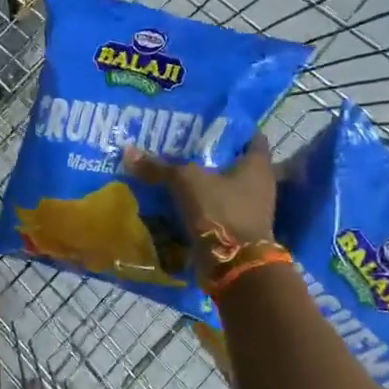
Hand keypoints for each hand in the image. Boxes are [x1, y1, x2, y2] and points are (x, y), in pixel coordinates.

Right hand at [127, 133, 276, 278]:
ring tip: (172, 170)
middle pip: (232, 160)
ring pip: (222, 185)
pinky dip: (200, 203)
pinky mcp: (238, 228)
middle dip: (208, 154)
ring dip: (202, 181)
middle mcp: (259, 183)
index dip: (228, 126)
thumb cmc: (220, 211)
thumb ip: (159, 166)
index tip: (203, 122)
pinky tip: (176, 198)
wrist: (234, 266)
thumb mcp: (185, 181)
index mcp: (257, 163)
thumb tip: (128, 151)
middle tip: (180, 144)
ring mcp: (250, 208)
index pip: (247, 134)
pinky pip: (216, 207)